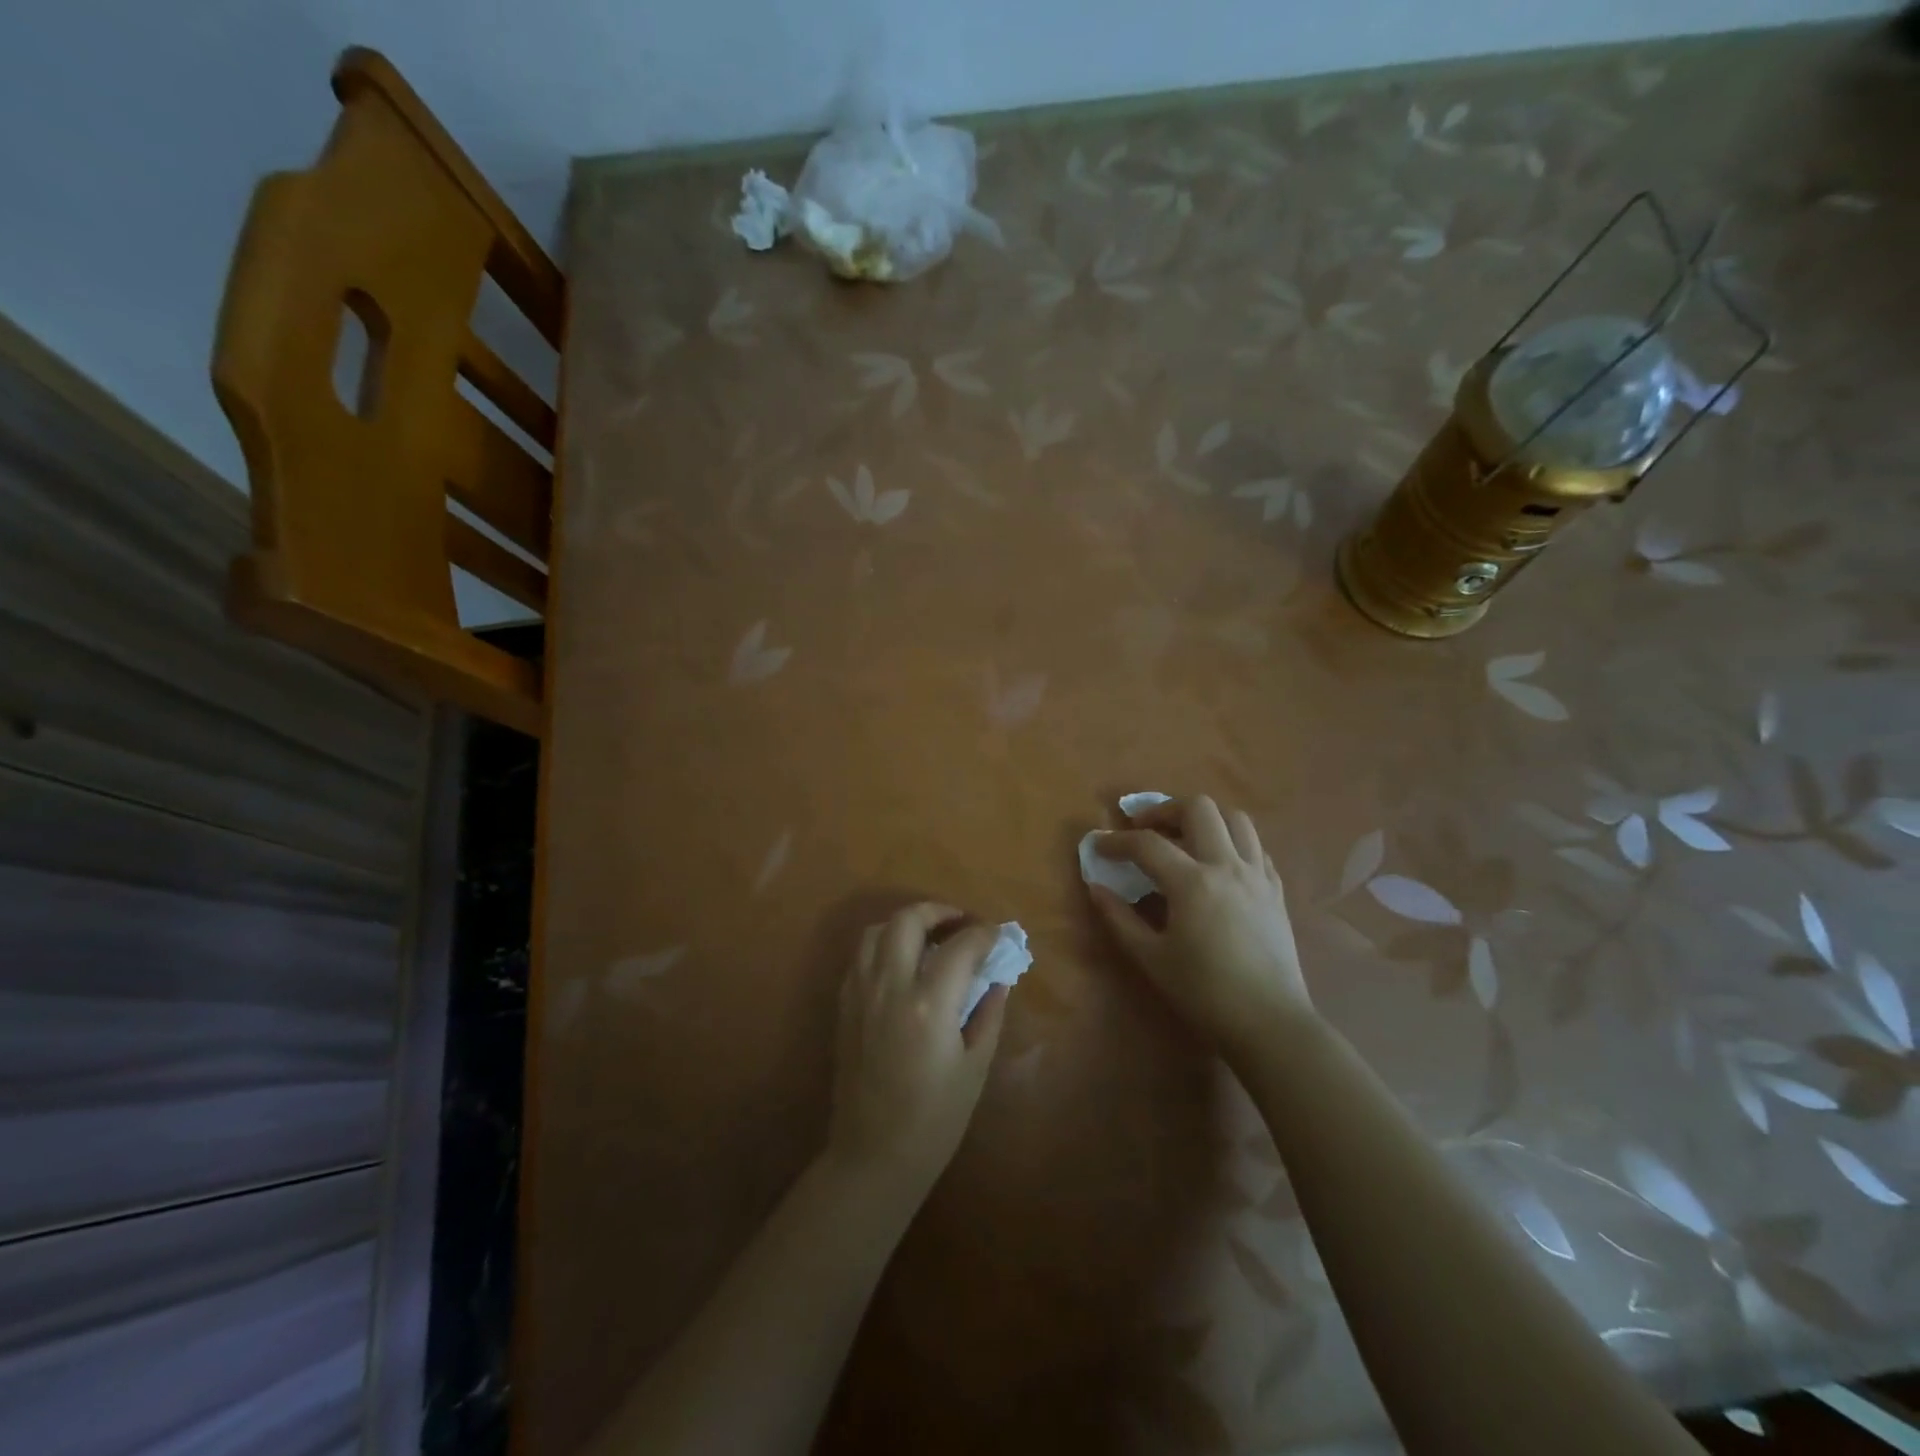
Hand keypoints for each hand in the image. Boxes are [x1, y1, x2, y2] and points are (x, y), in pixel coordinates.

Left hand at [825, 903, 1008, 1202]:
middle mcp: (889, 986)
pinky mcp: (844, 1005)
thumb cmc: (934, 1119)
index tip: (997, 936)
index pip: (961, 946)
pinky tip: (902, 966)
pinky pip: (861, 957)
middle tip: (961, 924)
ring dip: (906, 924)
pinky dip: (883, 946)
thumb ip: (988, 1013)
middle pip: (909, 920)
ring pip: (877, 931)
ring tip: (929, 939)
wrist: (873, 1156)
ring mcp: (860, 993)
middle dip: (939, 912)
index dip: (984, 934)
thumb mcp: (974, 1067)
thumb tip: (998, 978)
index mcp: (928, 1004)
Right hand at [1091, 795, 1311, 1054]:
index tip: (1098, 845)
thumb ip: (1119, 918)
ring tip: (1184, 837)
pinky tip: (1217, 864)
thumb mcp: (1151, 958)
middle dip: (1164, 810)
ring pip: (1235, 818)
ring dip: (1204, 819)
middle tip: (1145, 829)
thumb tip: (1096, 887)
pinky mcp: (1276, 890)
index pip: (1147, 844)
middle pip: (1198, 808)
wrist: (1270, 1023)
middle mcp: (1227, 866)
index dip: (1116, 840)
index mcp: (1192, 882)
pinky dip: (1231, 842)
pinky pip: (1255, 847)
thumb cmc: (1204, 993)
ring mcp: (1257, 875)